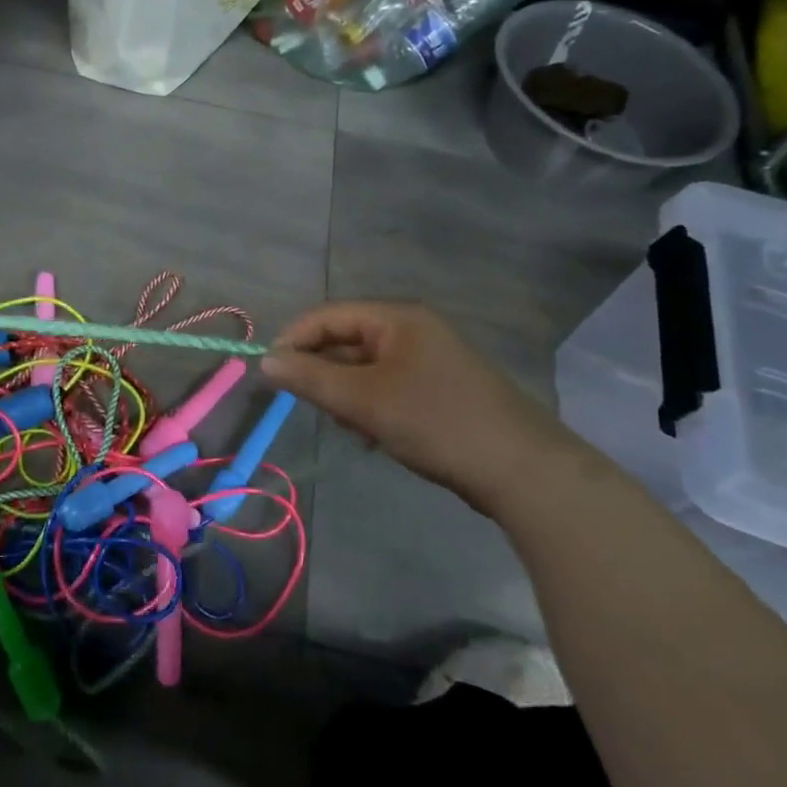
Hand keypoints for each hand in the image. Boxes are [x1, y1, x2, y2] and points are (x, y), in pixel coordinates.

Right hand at [261, 302, 583, 517]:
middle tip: (315, 408)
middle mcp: (411, 330)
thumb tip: (264, 361)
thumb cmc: (435, 422)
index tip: (271, 375)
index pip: (326, 316)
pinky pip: (385, 388)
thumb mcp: (363, 400)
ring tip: (352, 427)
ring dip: (346, 395)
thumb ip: (309, 377)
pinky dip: (370, 407)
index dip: (293, 340)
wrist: (521, 470)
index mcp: (396, 318)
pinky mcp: (437, 389)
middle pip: (344, 340)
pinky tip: (373, 436)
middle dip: (323, 374)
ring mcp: (427, 360)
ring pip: (363, 369)